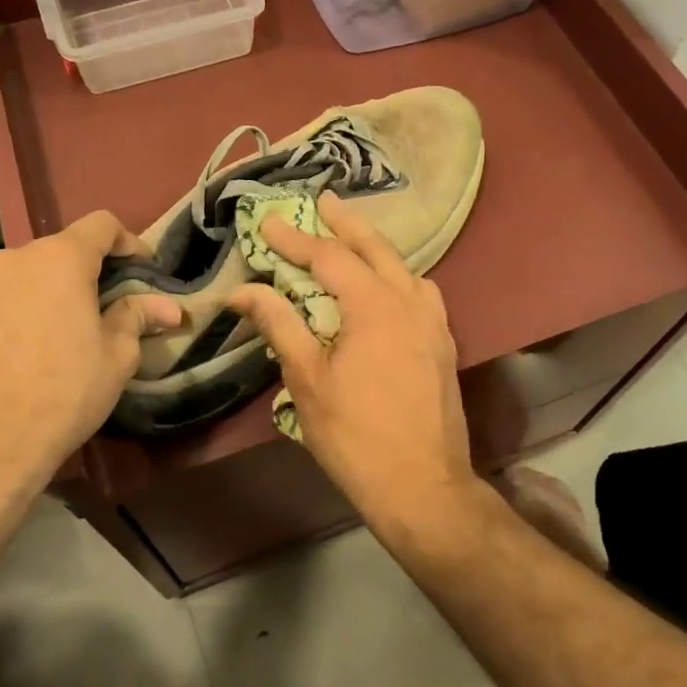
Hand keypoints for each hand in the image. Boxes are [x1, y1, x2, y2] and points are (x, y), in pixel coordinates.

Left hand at [0, 211, 180, 507]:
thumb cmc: (62, 394)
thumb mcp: (116, 357)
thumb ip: (137, 317)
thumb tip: (170, 307)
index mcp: (59, 259)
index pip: (101, 224)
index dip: (129, 242)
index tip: (143, 270)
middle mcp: (13, 259)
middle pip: (61, 249)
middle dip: (89, 272)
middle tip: (108, 308)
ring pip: (27, 274)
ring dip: (51, 291)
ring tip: (64, 333)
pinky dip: (20, 309)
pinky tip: (25, 350)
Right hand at [227, 192, 475, 524]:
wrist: (423, 486)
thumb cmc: (356, 435)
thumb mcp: (307, 380)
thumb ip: (280, 325)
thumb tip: (243, 290)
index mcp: (374, 306)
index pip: (329, 258)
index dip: (295, 239)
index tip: (268, 222)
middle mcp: (409, 302)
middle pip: (376, 248)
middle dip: (347, 223)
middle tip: (326, 200)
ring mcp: (433, 323)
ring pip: (404, 268)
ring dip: (376, 247)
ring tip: (354, 237)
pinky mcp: (443, 345)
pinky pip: (421, 293)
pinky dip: (399, 276)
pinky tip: (390, 287)